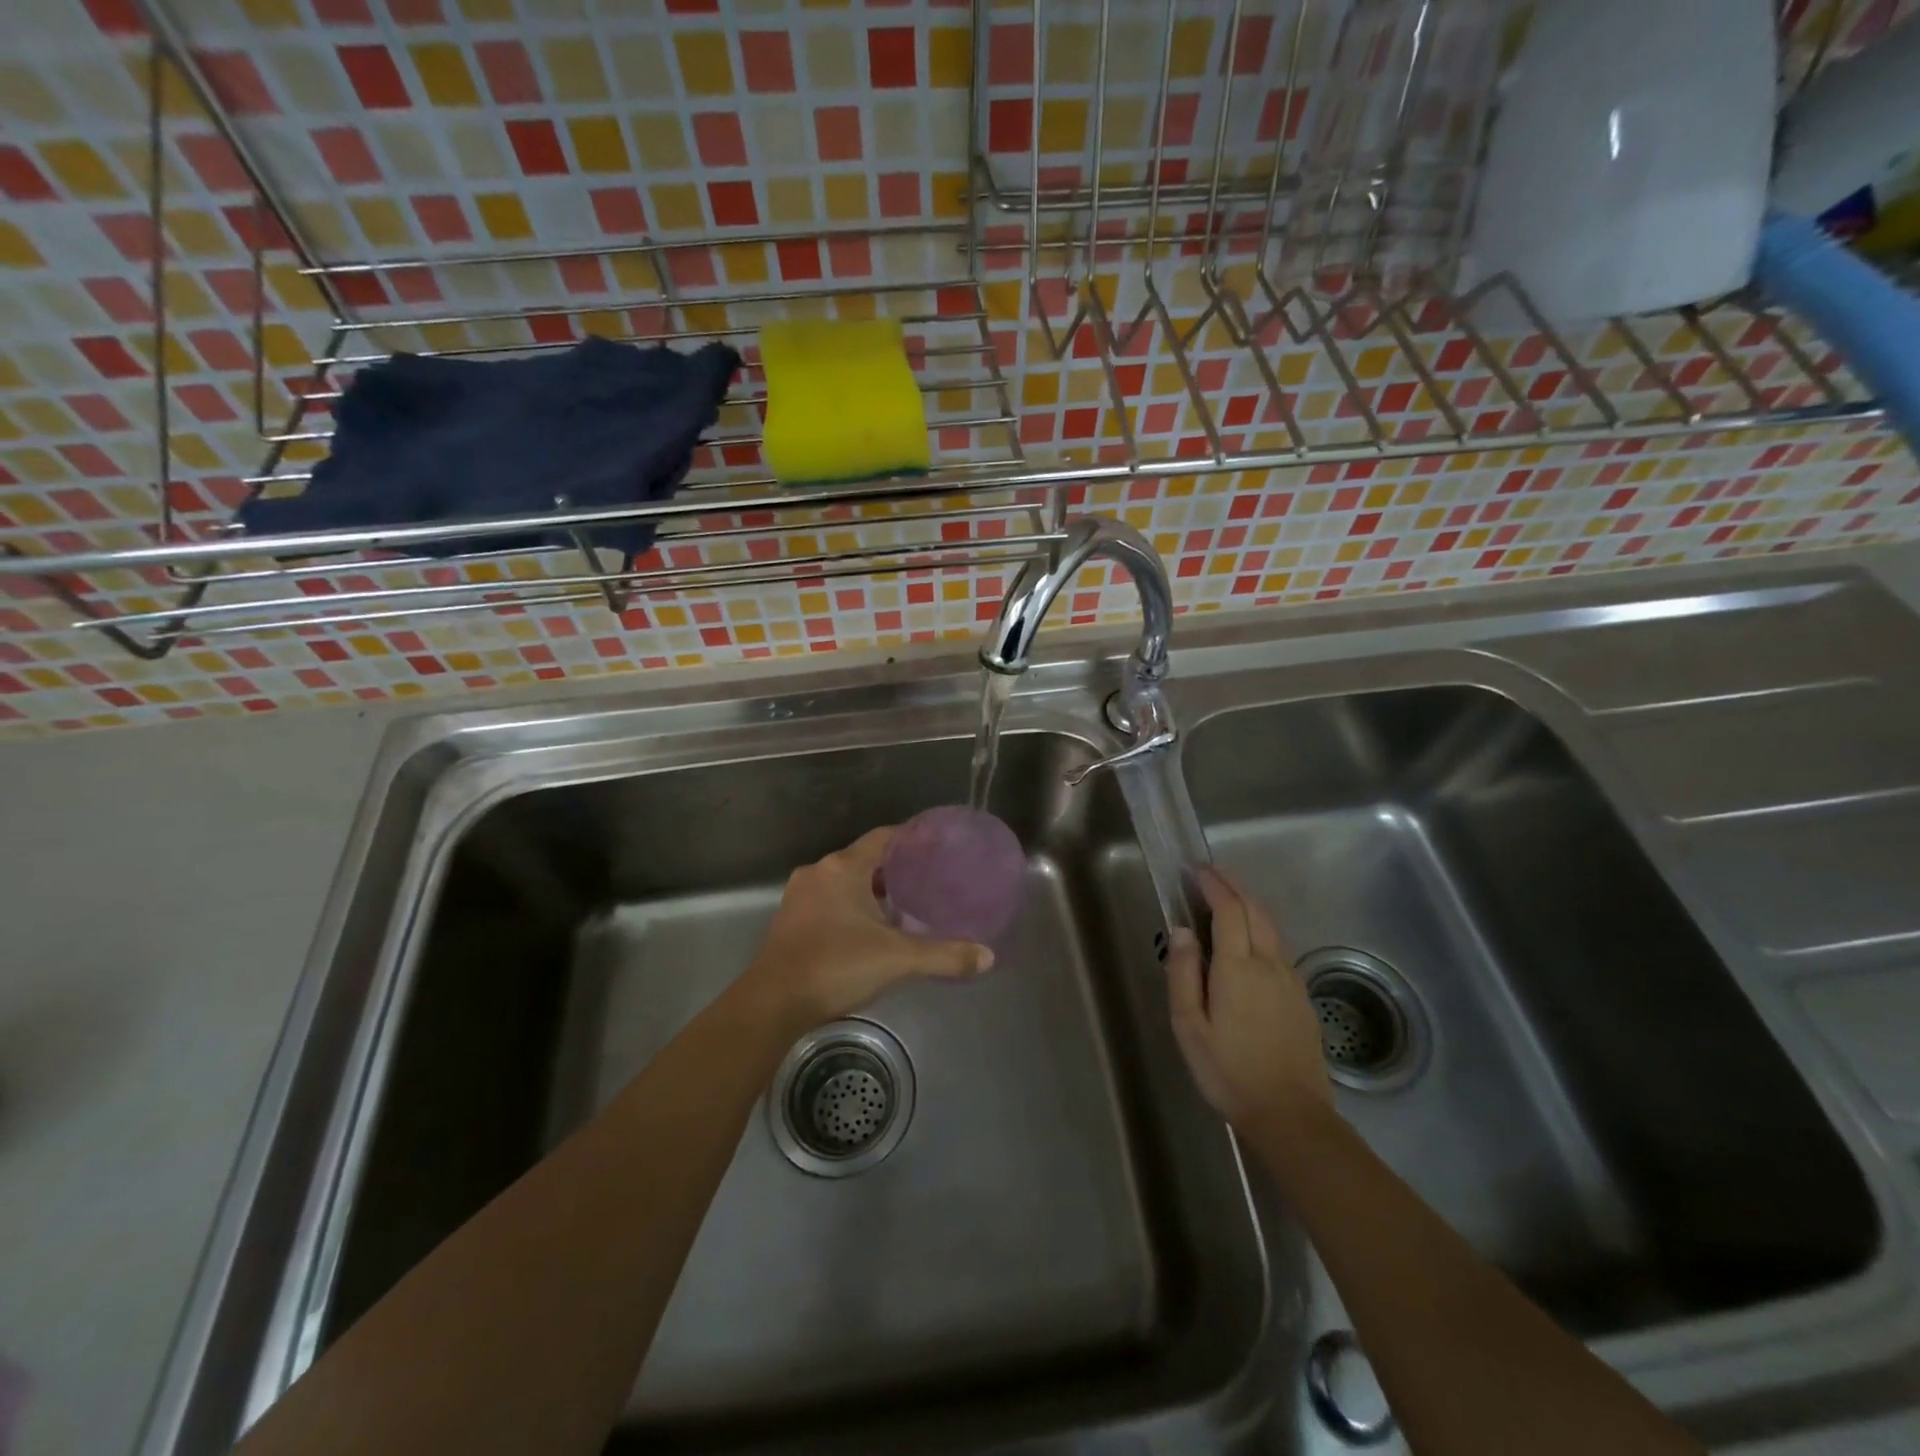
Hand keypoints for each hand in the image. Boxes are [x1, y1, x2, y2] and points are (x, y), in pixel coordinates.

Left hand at [738, 827, 994, 1025]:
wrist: (774, 1003)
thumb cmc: (837, 966)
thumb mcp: (898, 960)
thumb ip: (944, 956)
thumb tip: (987, 957)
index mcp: (843, 868)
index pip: (883, 837)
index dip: (910, 838)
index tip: (934, 846)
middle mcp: (819, 873)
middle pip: (863, 859)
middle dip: (893, 869)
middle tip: (925, 880)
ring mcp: (799, 896)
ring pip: (843, 882)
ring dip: (869, 890)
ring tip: (901, 907)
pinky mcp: (789, 921)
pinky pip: (827, 901)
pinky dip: (849, 907)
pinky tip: (868, 930)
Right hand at [1165, 867, 1331, 1129]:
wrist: (1291, 1114)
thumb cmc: (1228, 1071)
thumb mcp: (1189, 1026)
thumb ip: (1183, 973)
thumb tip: (1182, 931)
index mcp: (1238, 968)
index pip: (1229, 910)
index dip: (1215, 885)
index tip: (1198, 871)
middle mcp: (1269, 964)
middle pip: (1255, 910)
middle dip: (1234, 886)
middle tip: (1212, 873)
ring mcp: (1290, 980)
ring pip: (1272, 927)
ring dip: (1250, 904)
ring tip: (1229, 897)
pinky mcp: (1302, 997)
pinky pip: (1280, 948)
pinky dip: (1262, 928)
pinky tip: (1250, 940)